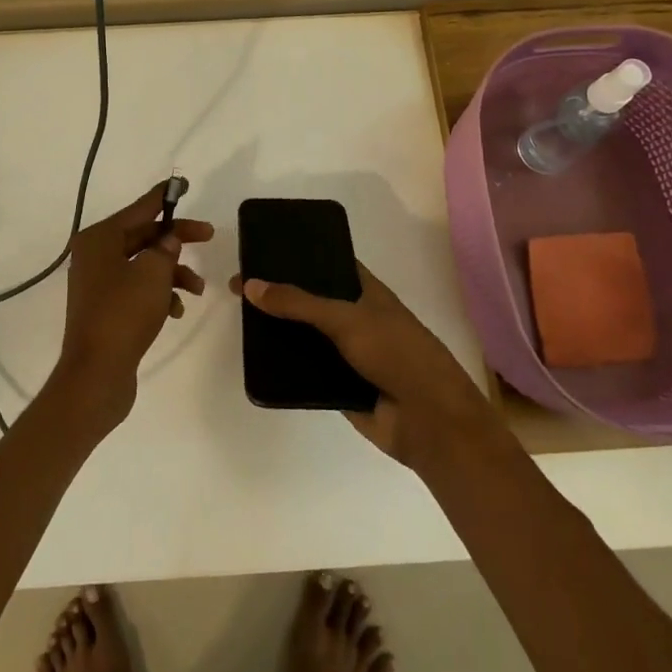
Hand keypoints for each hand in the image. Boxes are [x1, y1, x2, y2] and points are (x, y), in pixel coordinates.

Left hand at [51, 183, 213, 428]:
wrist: (96, 374)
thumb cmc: (123, 314)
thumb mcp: (153, 273)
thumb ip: (166, 248)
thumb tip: (168, 241)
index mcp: (99, 239)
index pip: (139, 209)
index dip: (163, 197)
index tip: (183, 184)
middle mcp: (94, 256)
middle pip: (143, 236)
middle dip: (176, 240)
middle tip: (208, 236)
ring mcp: (98, 283)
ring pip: (144, 265)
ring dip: (173, 273)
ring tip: (197, 289)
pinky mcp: (105, 309)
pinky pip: (137, 290)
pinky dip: (159, 295)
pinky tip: (176, 311)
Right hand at [230, 262, 498, 470]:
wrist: (430, 422)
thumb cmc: (397, 354)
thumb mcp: (347, 319)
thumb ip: (299, 303)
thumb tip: (251, 284)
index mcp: (367, 293)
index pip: (329, 265)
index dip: (300, 256)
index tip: (265, 249)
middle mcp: (356, 320)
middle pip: (311, 303)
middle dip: (281, 296)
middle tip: (240, 285)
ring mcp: (348, 355)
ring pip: (306, 338)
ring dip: (280, 333)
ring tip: (241, 320)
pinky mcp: (339, 388)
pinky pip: (305, 373)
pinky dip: (286, 368)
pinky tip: (256, 360)